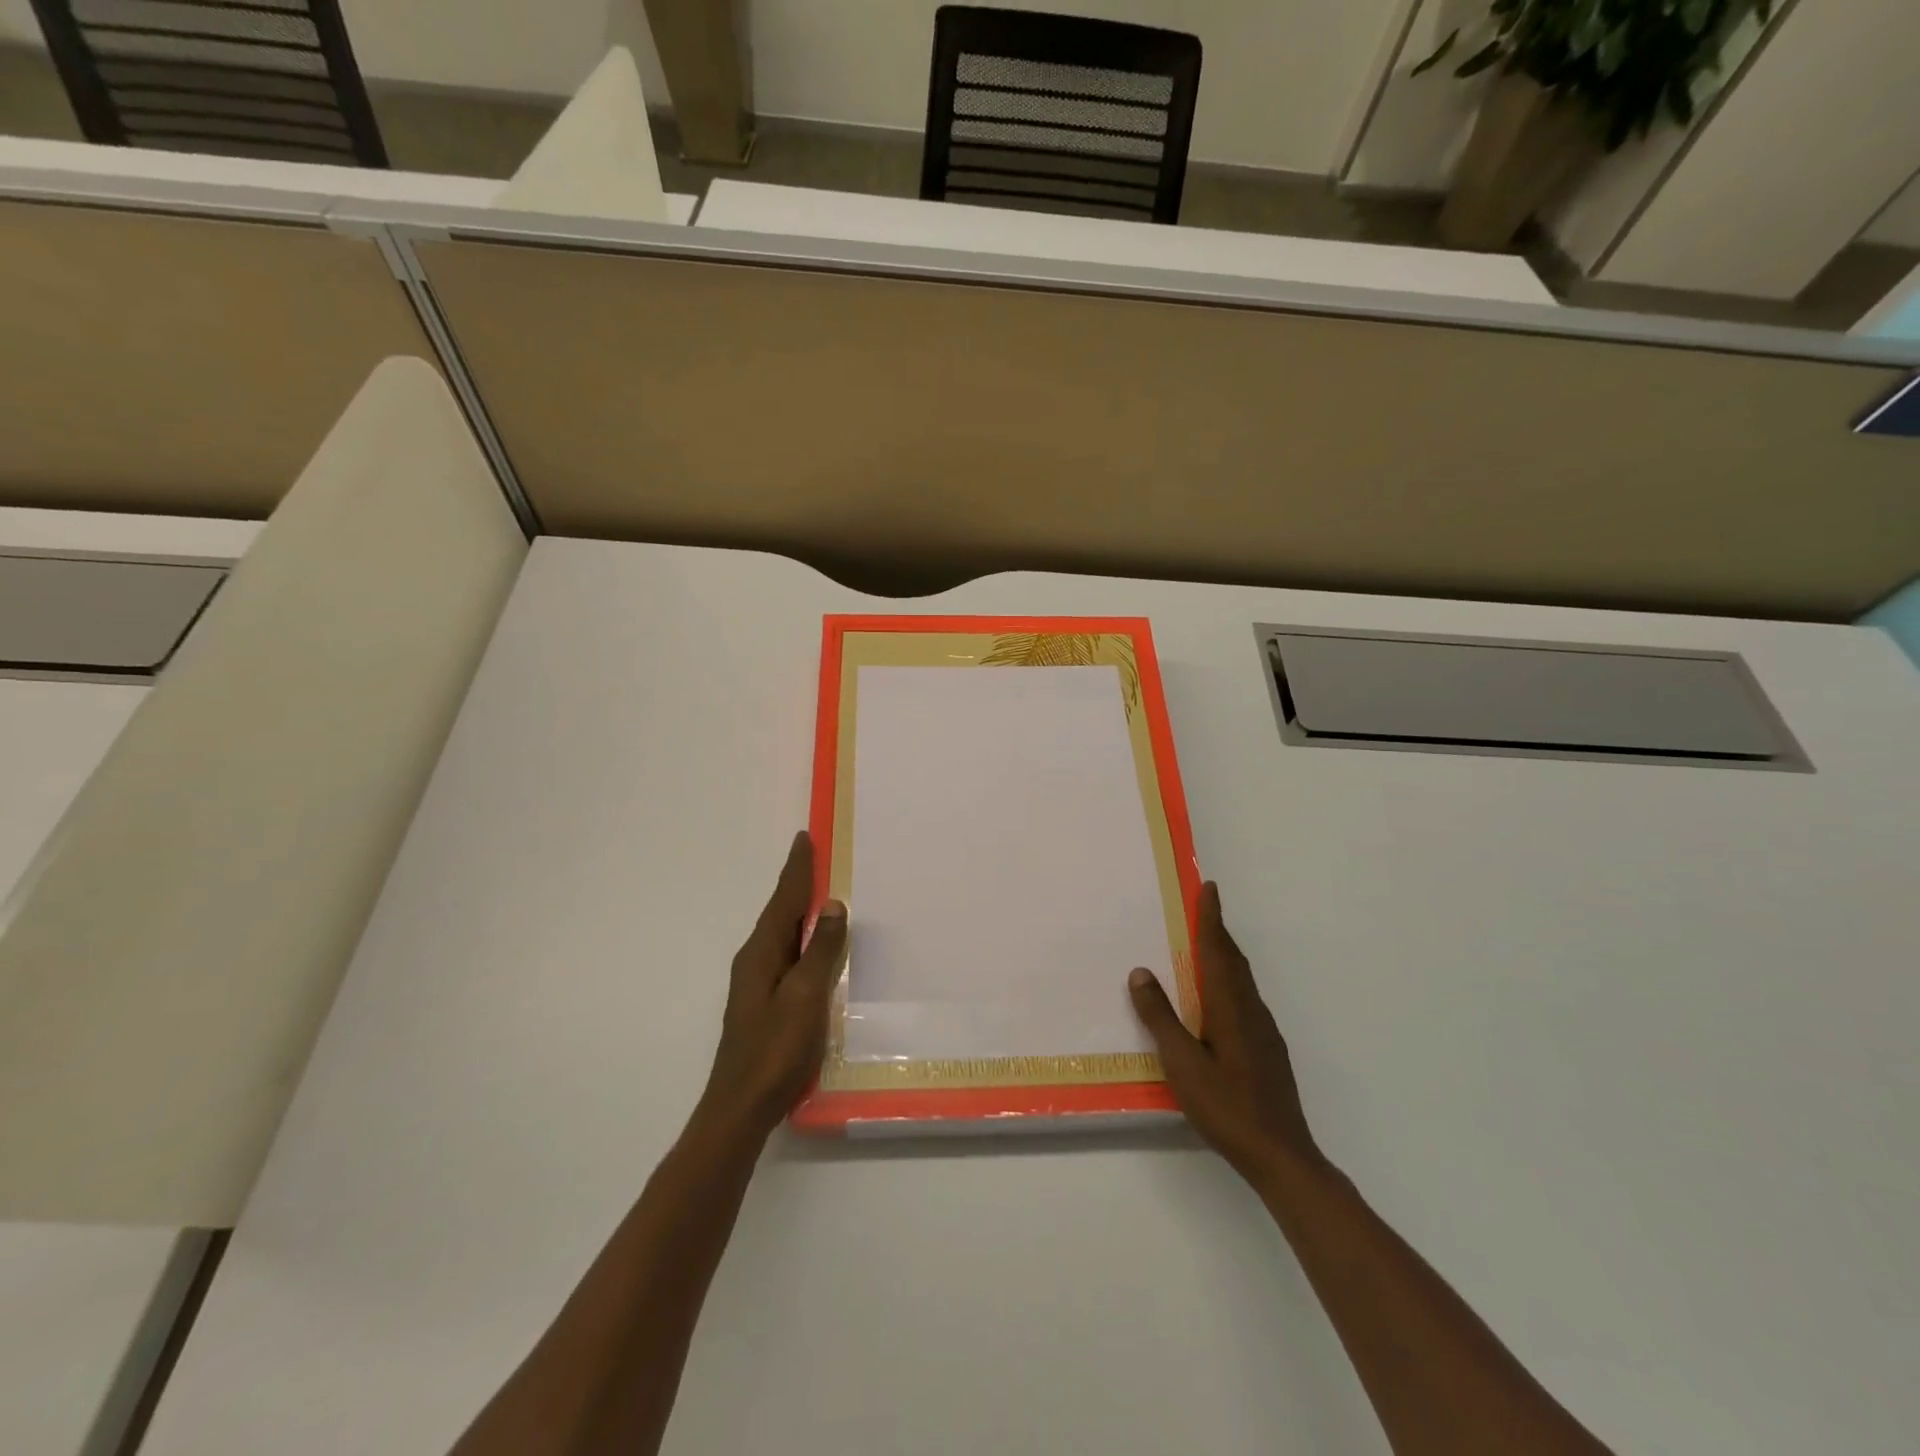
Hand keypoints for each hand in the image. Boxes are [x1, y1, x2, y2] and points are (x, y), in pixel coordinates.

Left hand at [700, 831, 847, 1142]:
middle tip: (816, 857)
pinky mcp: (763, 1004)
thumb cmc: (775, 1051)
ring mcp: (756, 984)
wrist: (740, 1109)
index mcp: (761, 953)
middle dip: (797, 883)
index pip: (784, 899)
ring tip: (820, 893)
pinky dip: (800, 938)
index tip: (804, 838)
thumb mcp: (805, 997)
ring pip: (781, 934)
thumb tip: (832, 905)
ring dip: (799, 910)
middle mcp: (754, 961)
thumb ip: (819, 951)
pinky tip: (813, 948)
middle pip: (780, 912)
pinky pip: (786, 955)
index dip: (797, 869)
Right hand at [1128, 882, 1322, 1180]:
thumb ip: (1160, 1017)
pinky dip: (1230, 982)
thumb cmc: (1226, 1106)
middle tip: (1203, 908)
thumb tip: (1140, 972)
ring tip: (1205, 947)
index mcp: (1230, 1006)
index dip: (1212, 918)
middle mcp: (1251, 1010)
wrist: (1281, 1155)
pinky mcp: (1268, 1051)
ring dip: (1225, 956)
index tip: (1209, 887)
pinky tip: (1218, 1001)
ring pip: (1242, 981)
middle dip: (1218, 931)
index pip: (1218, 950)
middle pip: (1234, 960)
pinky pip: (1245, 999)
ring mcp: (1264, 1031)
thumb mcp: (1182, 1062)